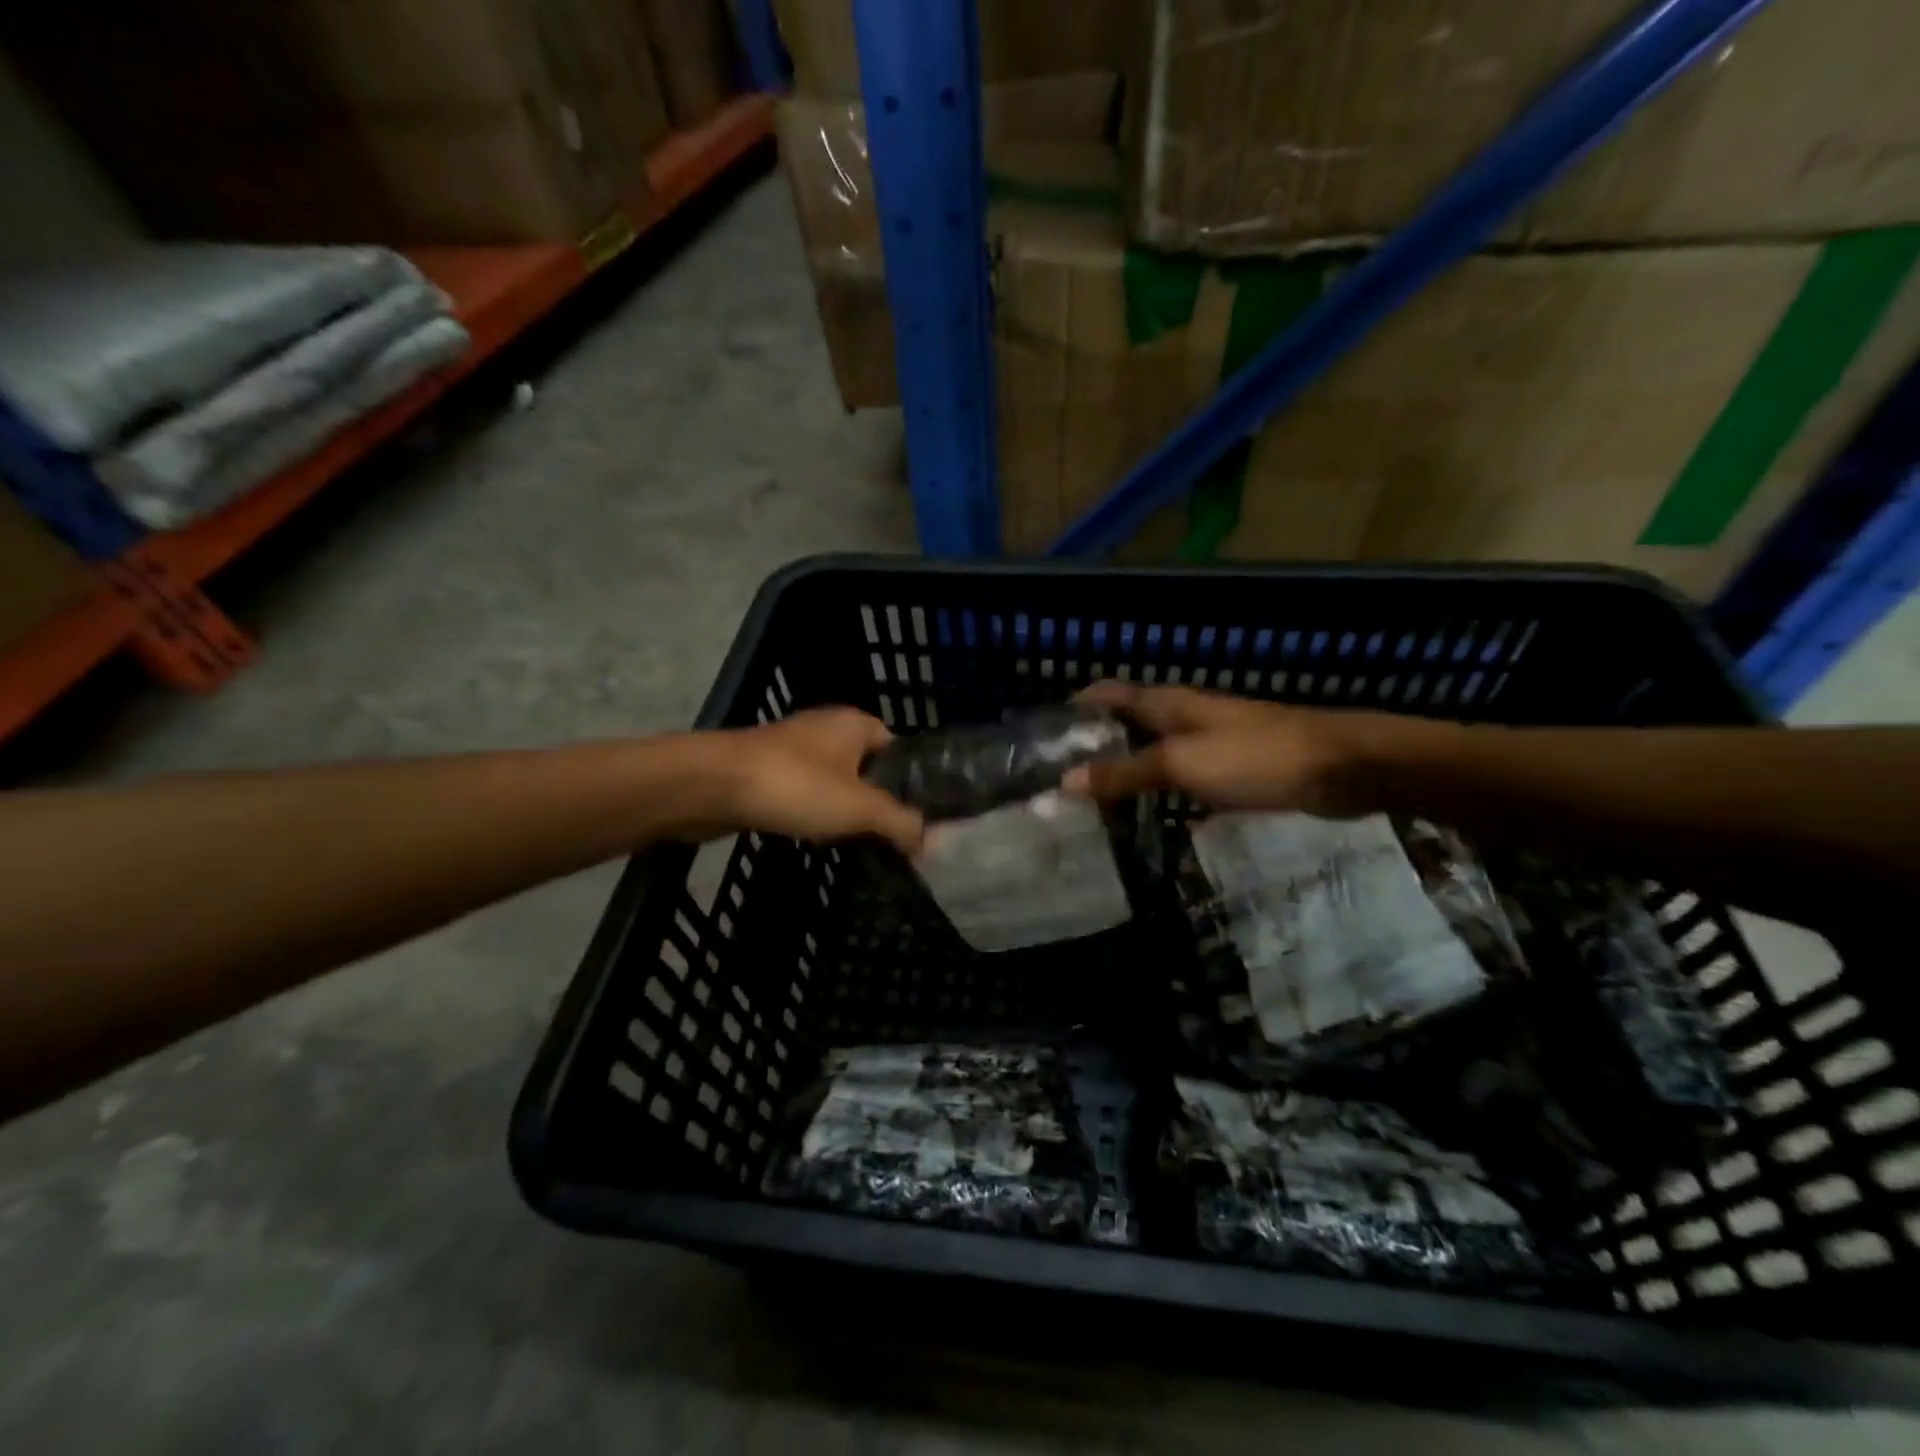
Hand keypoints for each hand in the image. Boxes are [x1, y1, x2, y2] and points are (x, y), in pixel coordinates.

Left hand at [710, 708, 923, 853]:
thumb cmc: (797, 786)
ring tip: (853, 841)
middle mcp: (826, 728)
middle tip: (886, 836)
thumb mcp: (861, 808)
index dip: (908, 782)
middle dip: (874, 801)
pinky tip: (812, 836)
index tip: (914, 817)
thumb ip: (900, 822)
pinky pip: (801, 793)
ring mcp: (791, 748)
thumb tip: (927, 840)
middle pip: (865, 767)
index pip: (897, 749)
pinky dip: (810, 812)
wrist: (712, 785)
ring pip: (832, 782)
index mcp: (855, 724)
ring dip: (840, 809)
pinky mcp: (764, 770)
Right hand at [1061, 682, 1395, 817]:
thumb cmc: (1256, 757)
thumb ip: (1125, 772)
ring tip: (1092, 798)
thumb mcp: (1182, 764)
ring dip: (1125, 766)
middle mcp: (1185, 716)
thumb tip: (1065, 781)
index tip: (1042, 735)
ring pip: (1154, 749)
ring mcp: (1212, 741)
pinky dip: (1158, 787)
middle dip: (1095, 742)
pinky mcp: (1234, 768)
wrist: (1343, 767)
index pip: (1109, 694)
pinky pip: (1182, 774)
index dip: (1076, 707)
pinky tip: (1148, 811)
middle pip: (1128, 721)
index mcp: (1168, 703)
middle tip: (1060, 777)